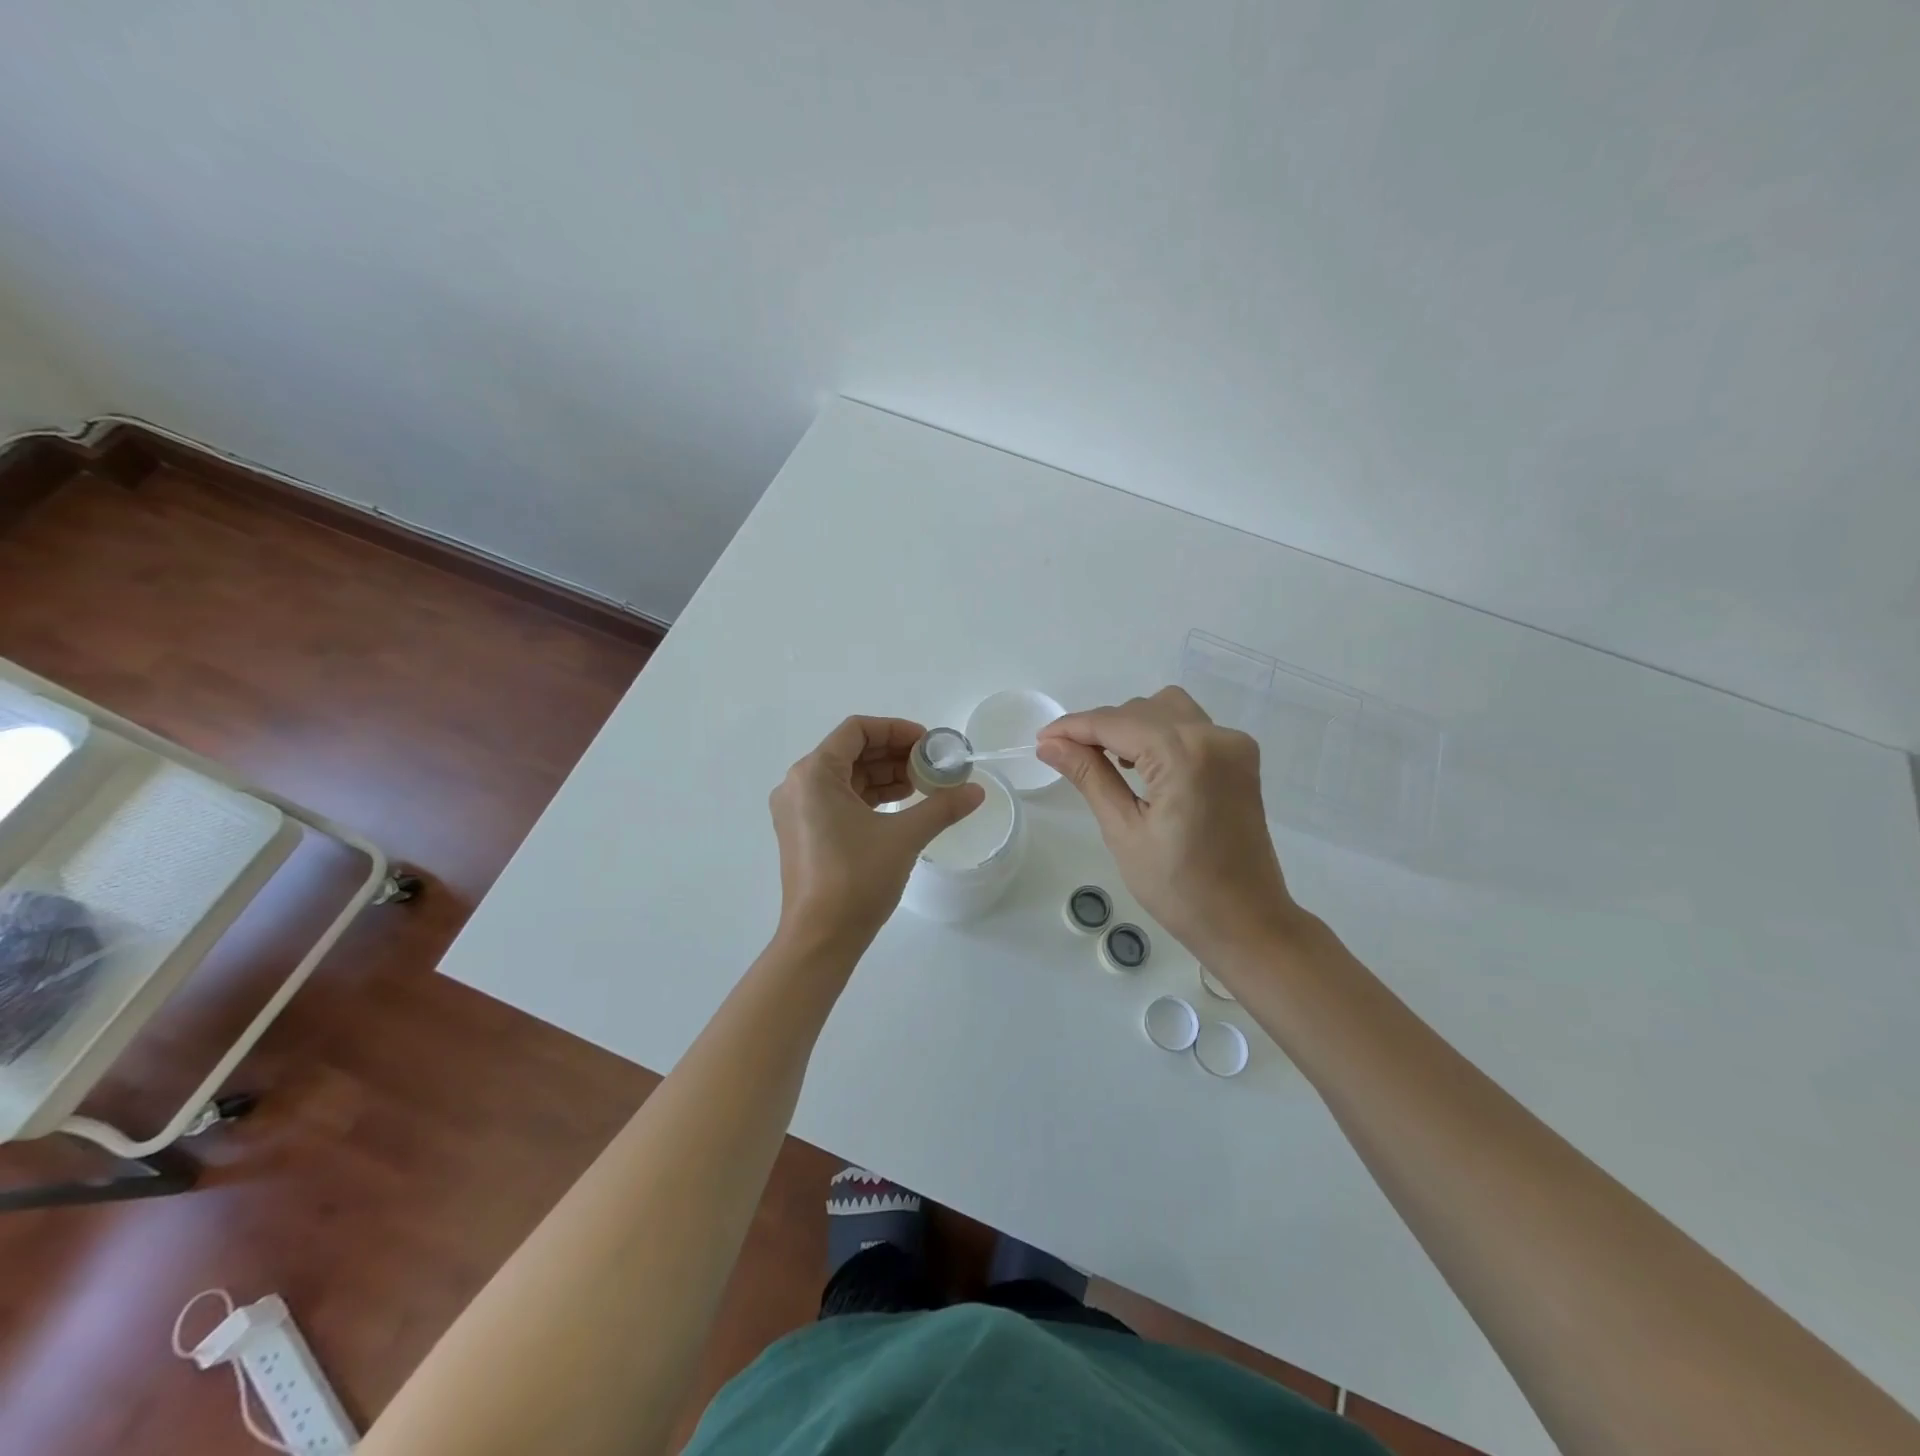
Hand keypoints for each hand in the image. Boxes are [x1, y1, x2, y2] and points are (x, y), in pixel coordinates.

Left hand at [770, 716, 984, 947]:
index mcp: (814, 774)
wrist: (820, 938)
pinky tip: (900, 805)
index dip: (896, 730)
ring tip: (923, 785)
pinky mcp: (803, 832)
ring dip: (883, 775)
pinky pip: (838, 799)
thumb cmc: (856, 879)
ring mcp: (797, 810)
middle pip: (850, 751)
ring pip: (845, 776)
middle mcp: (799, 784)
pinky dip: (869, 796)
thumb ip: (942, 807)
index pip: (857, 730)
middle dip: (893, 754)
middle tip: (931, 765)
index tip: (928, 744)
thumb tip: (977, 791)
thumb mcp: (904, 837)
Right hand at [1037, 687, 1294, 964]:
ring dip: (1131, 725)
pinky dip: (1160, 734)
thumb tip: (1049, 744)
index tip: (1041, 739)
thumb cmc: (1179, 888)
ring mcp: (1233, 744)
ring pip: (1167, 710)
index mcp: (1184, 755)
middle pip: (1141, 709)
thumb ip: (1089, 776)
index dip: (1073, 727)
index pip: (1115, 722)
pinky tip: (1142, 765)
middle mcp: (1214, 736)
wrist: (1246, 921)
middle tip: (1067, 757)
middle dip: (1100, 727)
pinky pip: (1191, 726)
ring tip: (1106, 762)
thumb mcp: (1123, 830)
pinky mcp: (1240, 758)